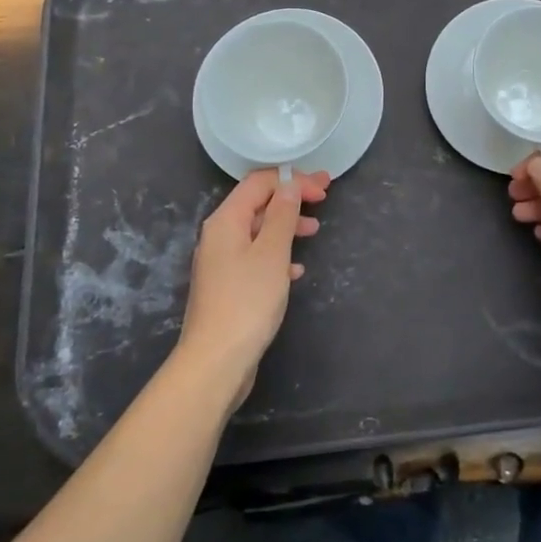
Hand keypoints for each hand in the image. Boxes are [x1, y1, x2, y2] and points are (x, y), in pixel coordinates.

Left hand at [177, 169, 326, 408]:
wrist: (215, 362)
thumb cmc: (247, 302)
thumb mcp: (272, 253)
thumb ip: (282, 214)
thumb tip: (289, 185)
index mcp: (226, 221)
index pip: (259, 183)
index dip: (292, 179)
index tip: (323, 187)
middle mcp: (219, 236)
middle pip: (258, 203)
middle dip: (291, 198)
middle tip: (325, 198)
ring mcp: (221, 262)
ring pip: (258, 230)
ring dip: (287, 225)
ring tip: (314, 231)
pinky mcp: (228, 286)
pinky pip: (256, 256)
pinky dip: (278, 254)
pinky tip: (296, 270)